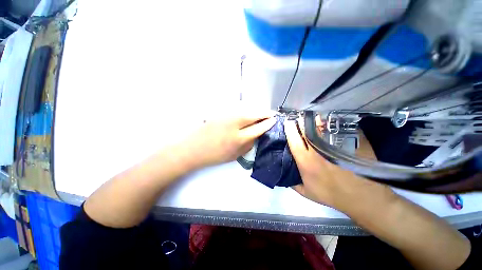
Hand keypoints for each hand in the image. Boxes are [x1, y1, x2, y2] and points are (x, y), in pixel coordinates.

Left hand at [184, 112, 276, 168]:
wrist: (193, 149)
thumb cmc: (214, 156)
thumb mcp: (235, 155)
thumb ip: (248, 145)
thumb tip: (257, 135)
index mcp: (238, 139)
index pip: (258, 128)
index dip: (268, 123)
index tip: (275, 120)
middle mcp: (234, 125)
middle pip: (254, 114)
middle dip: (265, 113)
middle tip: (271, 114)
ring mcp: (226, 116)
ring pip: (246, 109)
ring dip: (256, 110)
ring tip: (262, 113)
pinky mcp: (220, 113)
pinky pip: (238, 109)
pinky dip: (246, 110)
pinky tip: (249, 113)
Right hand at [284, 119, 392, 211]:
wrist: (361, 198)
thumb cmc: (331, 195)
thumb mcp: (306, 193)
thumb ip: (292, 183)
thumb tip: (284, 173)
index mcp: (306, 161)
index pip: (294, 140)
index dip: (289, 129)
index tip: (287, 122)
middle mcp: (318, 151)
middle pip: (306, 130)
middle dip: (300, 121)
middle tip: (297, 117)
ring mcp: (334, 146)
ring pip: (321, 127)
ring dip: (314, 120)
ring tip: (310, 116)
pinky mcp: (348, 143)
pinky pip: (337, 129)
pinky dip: (329, 124)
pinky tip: (327, 122)